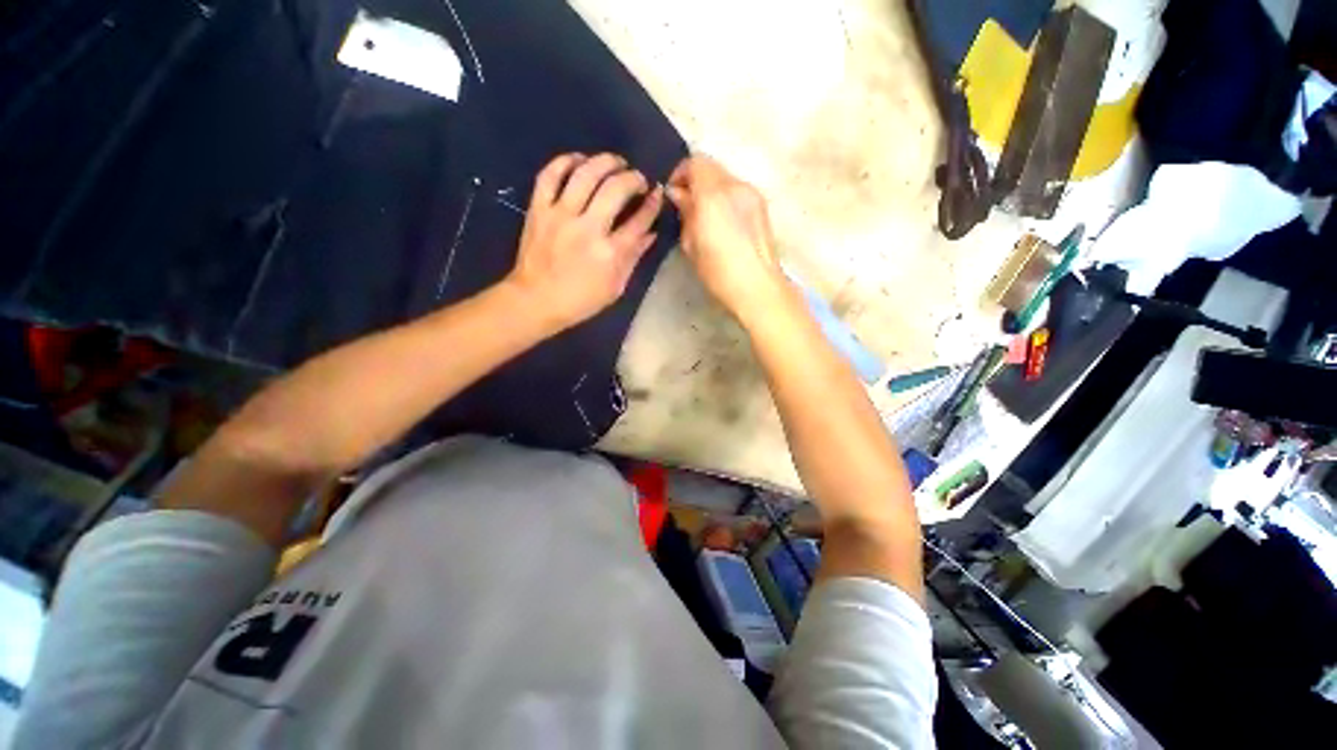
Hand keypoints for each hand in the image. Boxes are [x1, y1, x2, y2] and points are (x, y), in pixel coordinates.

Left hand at [506, 153, 662, 330]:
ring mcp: (561, 215)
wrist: (535, 300)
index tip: (657, 194)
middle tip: (638, 179)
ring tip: (616, 162)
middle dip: (633, 178)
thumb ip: (633, 258)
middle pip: (615, 189)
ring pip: (585, 174)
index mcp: (609, 253)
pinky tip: (580, 160)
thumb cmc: (580, 300)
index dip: (652, 204)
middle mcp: (587, 228)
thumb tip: (651, 233)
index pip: (639, 221)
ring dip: (605, 162)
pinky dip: (566, 161)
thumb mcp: (615, 287)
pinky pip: (550, 175)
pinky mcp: (539, 209)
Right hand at [667, 156, 791, 321]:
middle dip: (695, 180)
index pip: (695, 162)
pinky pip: (738, 190)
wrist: (757, 286)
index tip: (673, 193)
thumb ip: (685, 213)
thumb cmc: (719, 272)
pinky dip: (725, 197)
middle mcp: (735, 186)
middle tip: (686, 204)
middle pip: (711, 166)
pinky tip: (723, 222)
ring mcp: (752, 194)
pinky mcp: (762, 205)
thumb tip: (679, 195)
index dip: (680, 173)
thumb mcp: (692, 245)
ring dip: (711, 188)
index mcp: (713, 195)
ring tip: (705, 215)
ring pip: (726, 177)